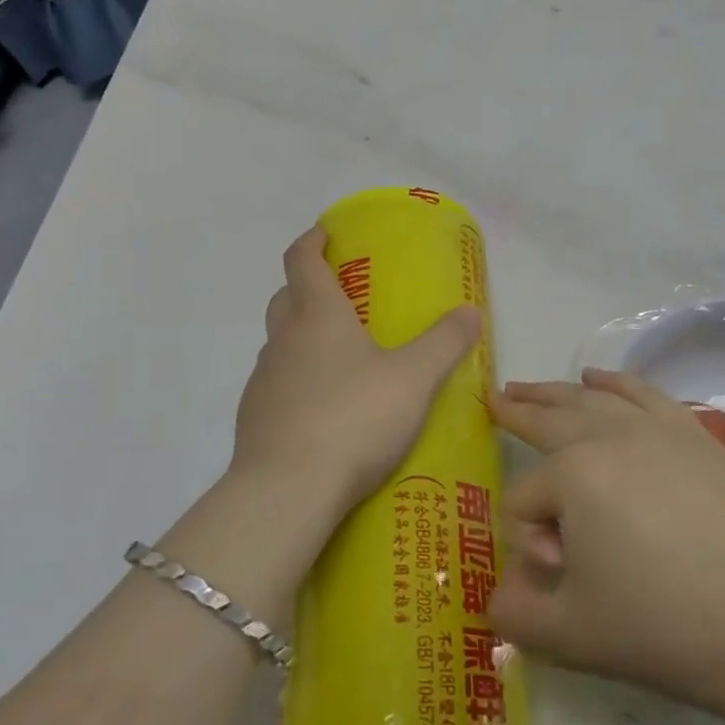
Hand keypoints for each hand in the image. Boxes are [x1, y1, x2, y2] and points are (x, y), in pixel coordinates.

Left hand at [228, 227, 480, 519]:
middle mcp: (283, 340)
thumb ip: (444, 343)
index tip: (324, 233)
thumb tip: (470, 312)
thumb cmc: (354, 418)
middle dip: (306, 288)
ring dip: (301, 339)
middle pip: (285, 299)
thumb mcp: (413, 378)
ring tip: (340, 360)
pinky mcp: (254, 420)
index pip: (301, 260)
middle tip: (341, 298)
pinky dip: (296, 383)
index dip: (312, 241)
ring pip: (279, 344)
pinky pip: (276, 386)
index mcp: (317, 316)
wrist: (288, 490)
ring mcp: (262, 381)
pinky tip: (323, 411)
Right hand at [487, 368, 724, 711]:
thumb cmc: (660, 628)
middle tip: (494, 399)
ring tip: (528, 387)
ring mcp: (655, 429)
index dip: (527, 537)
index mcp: (572, 476)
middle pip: (549, 419)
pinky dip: (615, 381)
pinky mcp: (693, 434)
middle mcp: (608, 437)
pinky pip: (643, 393)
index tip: (559, 573)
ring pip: (591, 398)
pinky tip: (596, 376)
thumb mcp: (568, 634)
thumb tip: (495, 597)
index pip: (524, 498)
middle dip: (517, 411)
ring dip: (554, 391)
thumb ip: (513, 615)